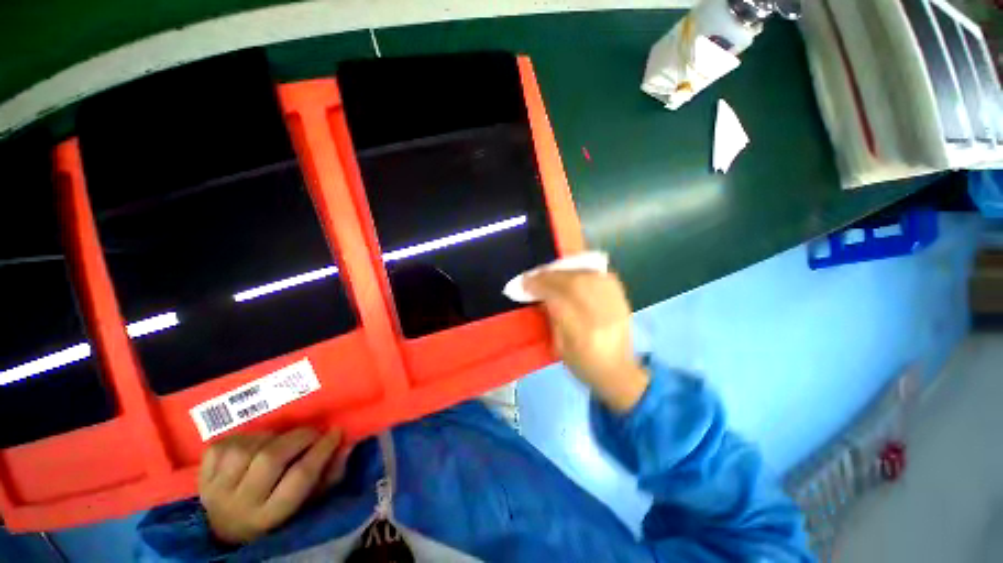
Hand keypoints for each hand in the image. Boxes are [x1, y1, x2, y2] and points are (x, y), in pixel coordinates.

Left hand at [199, 428, 346, 543]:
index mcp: (270, 516)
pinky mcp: (201, 477)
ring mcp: (215, 490)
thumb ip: (327, 476)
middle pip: (270, 459)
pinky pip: (222, 446)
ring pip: (245, 449)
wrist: (227, 531)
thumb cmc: (277, 516)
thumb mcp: (305, 505)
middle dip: (298, 438)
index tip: (335, 432)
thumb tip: (346, 446)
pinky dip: (241, 439)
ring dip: (269, 438)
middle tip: (312, 432)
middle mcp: (240, 505)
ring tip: (279, 440)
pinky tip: (252, 444)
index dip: (321, 450)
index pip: (300, 477)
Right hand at [525, 270, 649, 411]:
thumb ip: (551, 317)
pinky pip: (600, 274)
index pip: (557, 300)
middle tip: (534, 275)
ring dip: (564, 269)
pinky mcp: (622, 297)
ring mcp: (615, 303)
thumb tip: (540, 293)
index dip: (539, 287)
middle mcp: (601, 315)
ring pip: (586, 274)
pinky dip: (583, 269)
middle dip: (549, 275)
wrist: (619, 371)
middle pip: (573, 282)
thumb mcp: (559, 347)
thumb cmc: (583, 364)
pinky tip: (571, 271)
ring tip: (550, 271)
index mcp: (582, 334)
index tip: (524, 282)